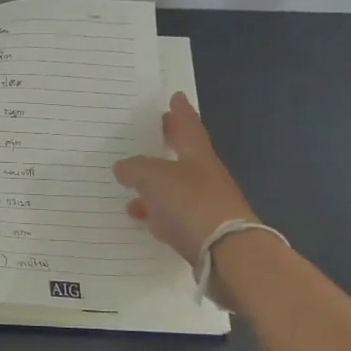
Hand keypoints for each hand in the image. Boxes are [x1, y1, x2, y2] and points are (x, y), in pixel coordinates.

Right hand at [112, 93, 259, 262]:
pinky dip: (158, 215)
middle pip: (183, 156)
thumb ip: (135, 169)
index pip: (188, 126)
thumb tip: (122, 166)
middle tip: (155, 134)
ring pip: (176, 189)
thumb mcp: (153, 178)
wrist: (228, 253)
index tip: (176, 97)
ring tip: (130, 190)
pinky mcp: (203, 233)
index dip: (180, 112)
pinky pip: (175, 216)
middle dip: (168, 146)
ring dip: (155, 188)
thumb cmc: (191, 203)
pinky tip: (143, 220)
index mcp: (197, 155)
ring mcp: (206, 206)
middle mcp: (205, 176)